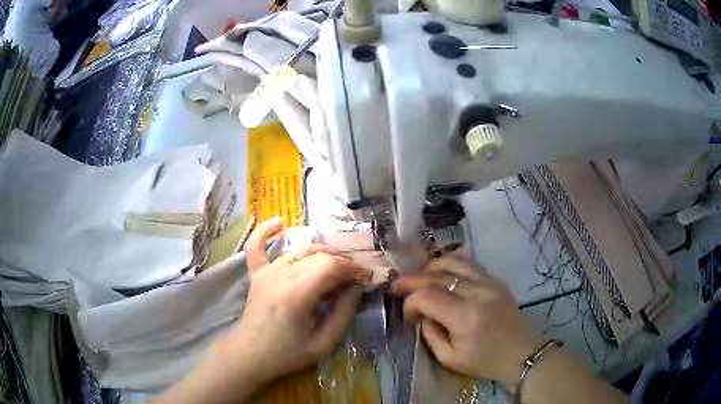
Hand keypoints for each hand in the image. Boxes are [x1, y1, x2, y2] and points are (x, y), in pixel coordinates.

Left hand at [208, 218, 368, 387]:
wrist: (250, 354)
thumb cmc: (287, 354)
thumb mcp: (323, 343)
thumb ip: (343, 314)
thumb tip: (357, 289)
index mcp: (298, 293)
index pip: (333, 266)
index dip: (354, 268)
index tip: (367, 278)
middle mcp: (282, 275)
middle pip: (320, 256)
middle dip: (343, 263)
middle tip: (354, 279)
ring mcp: (267, 271)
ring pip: (300, 250)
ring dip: (322, 254)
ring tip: (335, 269)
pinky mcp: (257, 274)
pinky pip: (256, 246)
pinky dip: (265, 232)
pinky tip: (279, 222)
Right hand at [391, 255, 539, 391]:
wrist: (521, 353)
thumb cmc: (484, 361)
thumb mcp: (449, 358)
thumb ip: (430, 334)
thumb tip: (421, 314)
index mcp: (465, 317)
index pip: (427, 296)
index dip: (410, 302)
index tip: (407, 315)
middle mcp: (478, 293)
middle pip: (437, 276)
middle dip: (412, 280)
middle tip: (397, 285)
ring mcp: (490, 283)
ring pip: (453, 262)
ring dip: (431, 267)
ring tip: (419, 276)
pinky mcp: (496, 280)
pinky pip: (469, 264)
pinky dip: (450, 264)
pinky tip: (441, 272)